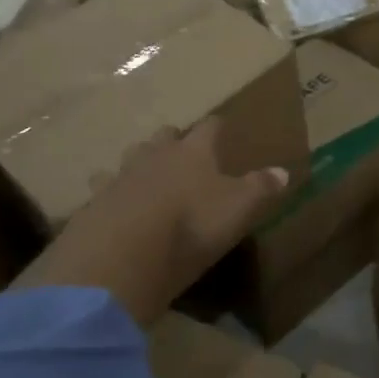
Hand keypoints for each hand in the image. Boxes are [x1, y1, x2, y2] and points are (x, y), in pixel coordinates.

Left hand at [17, 120, 290, 326]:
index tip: (222, 126)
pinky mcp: (94, 203)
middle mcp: (156, 155)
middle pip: (164, 136)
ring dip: (138, 164)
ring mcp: (121, 176)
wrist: (124, 251)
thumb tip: (284, 171)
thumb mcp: (239, 208)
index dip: (217, 127)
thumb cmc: (191, 224)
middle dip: (173, 140)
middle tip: (181, 151)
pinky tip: (112, 208)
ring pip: (130, 158)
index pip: (209, 128)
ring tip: (144, 176)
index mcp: (194, 152)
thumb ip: (261, 188)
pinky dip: (109, 195)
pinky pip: (102, 190)